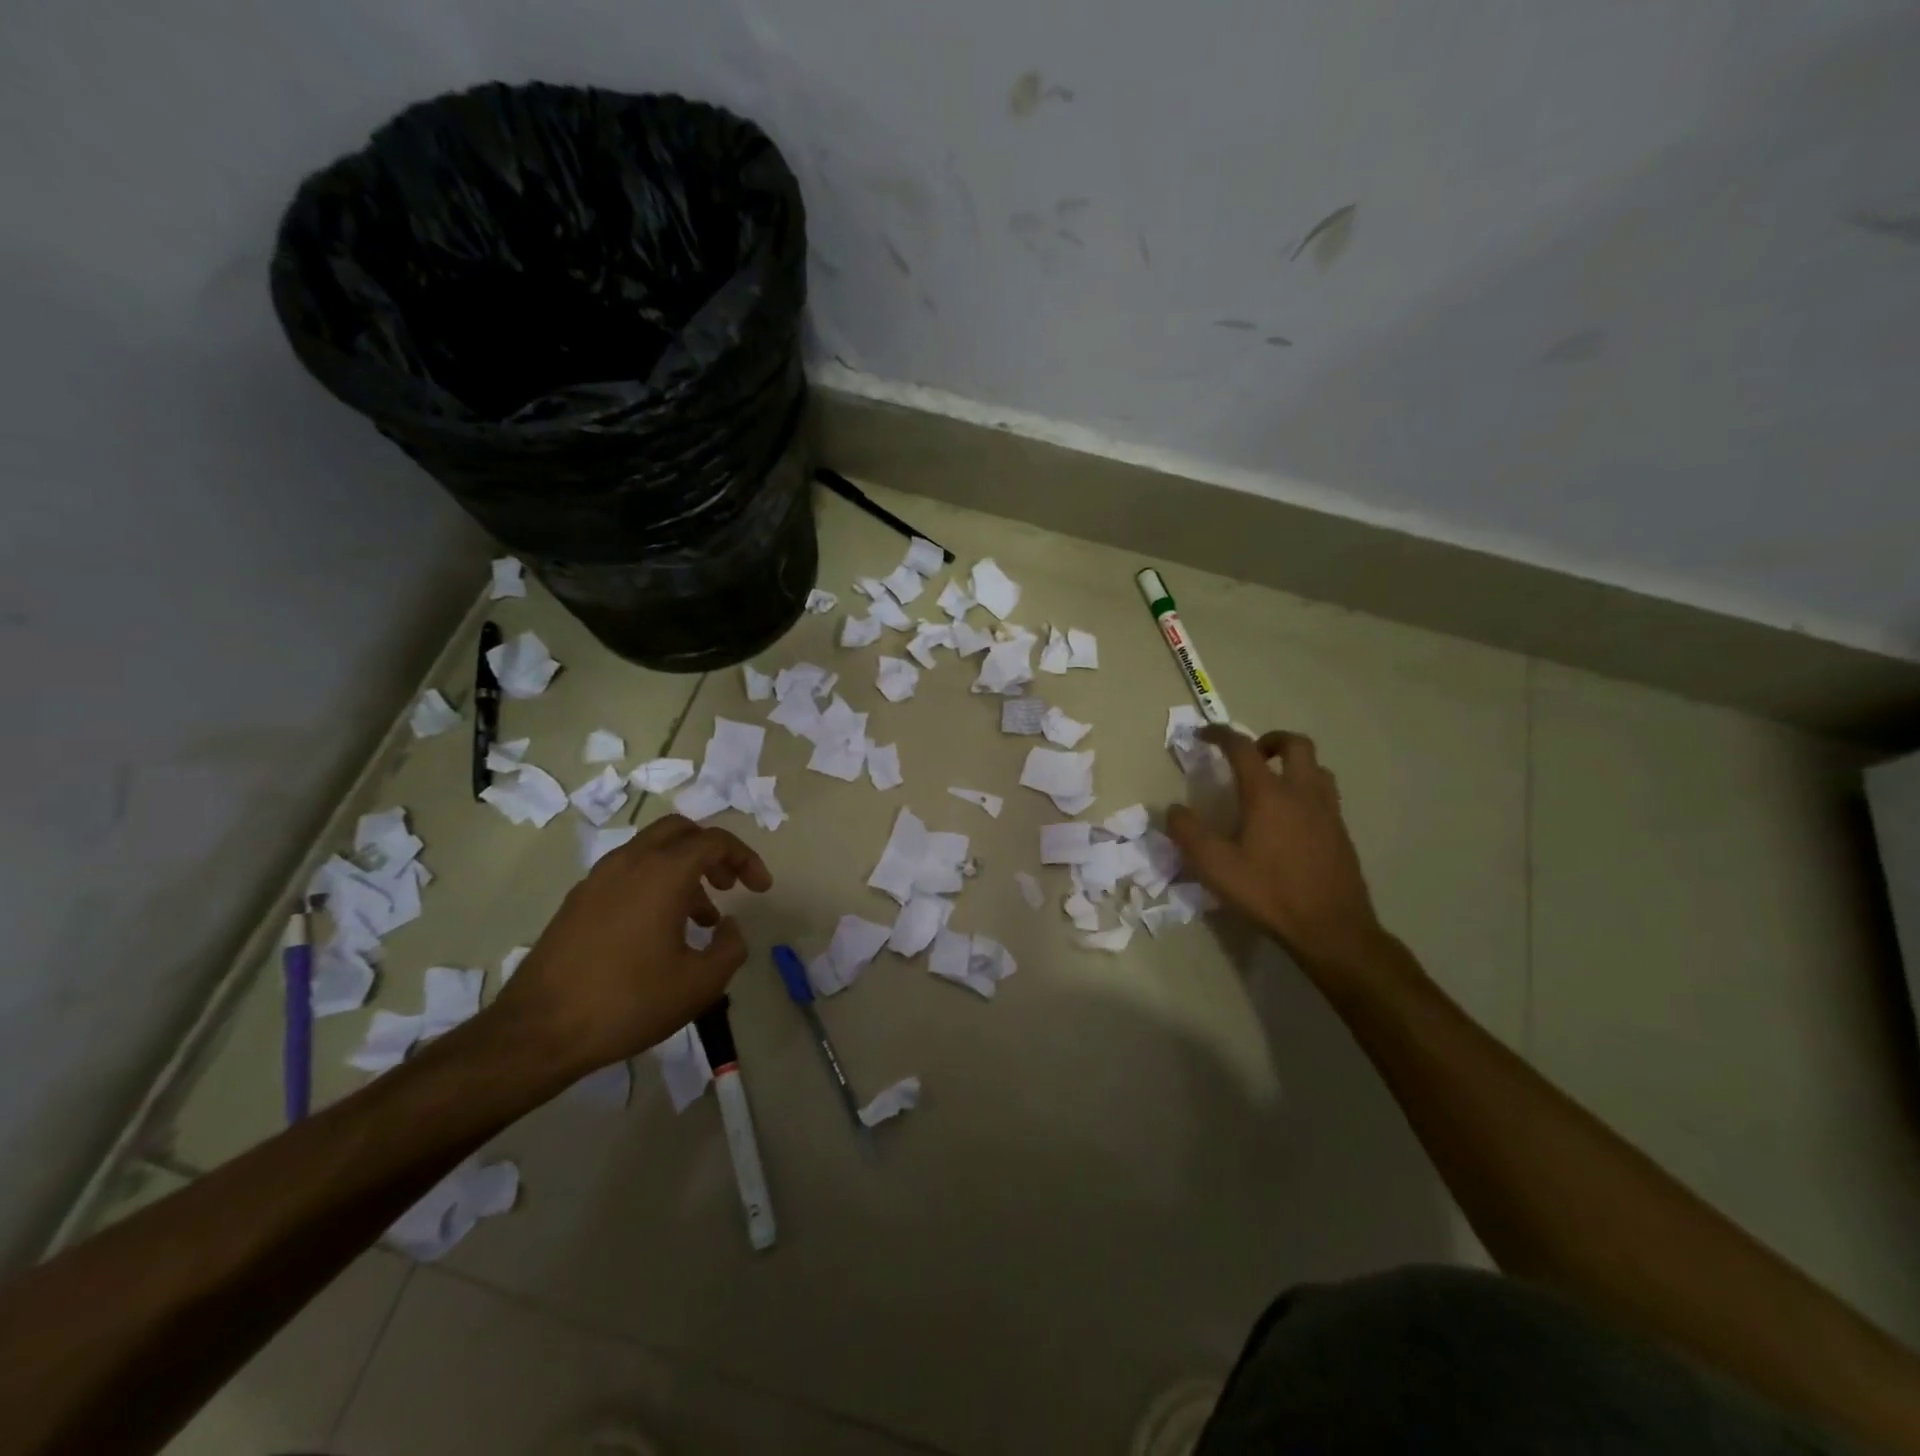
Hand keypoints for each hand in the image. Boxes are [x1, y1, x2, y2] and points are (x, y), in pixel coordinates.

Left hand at [490, 814, 772, 1076]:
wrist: (539, 1031)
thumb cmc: (628, 1001)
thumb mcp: (700, 983)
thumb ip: (730, 947)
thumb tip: (727, 926)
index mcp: (663, 872)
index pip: (715, 841)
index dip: (746, 859)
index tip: (761, 889)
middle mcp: (630, 862)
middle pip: (680, 831)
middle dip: (712, 852)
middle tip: (730, 886)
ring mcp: (598, 879)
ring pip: (651, 851)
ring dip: (684, 870)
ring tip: (701, 917)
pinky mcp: (577, 901)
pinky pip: (628, 873)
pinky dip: (654, 883)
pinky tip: (660, 930)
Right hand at [1166, 726, 1389, 978]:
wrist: (1332, 929)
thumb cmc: (1268, 893)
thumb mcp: (1214, 866)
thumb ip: (1188, 833)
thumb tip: (1174, 809)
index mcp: (1269, 794)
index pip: (1243, 748)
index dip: (1221, 735)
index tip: (1204, 734)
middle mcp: (1302, 793)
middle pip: (1295, 744)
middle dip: (1269, 740)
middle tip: (1250, 755)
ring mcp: (1328, 812)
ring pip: (1317, 768)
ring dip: (1293, 764)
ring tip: (1272, 784)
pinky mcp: (1341, 834)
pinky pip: (1325, 796)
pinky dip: (1306, 791)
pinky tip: (1290, 821)